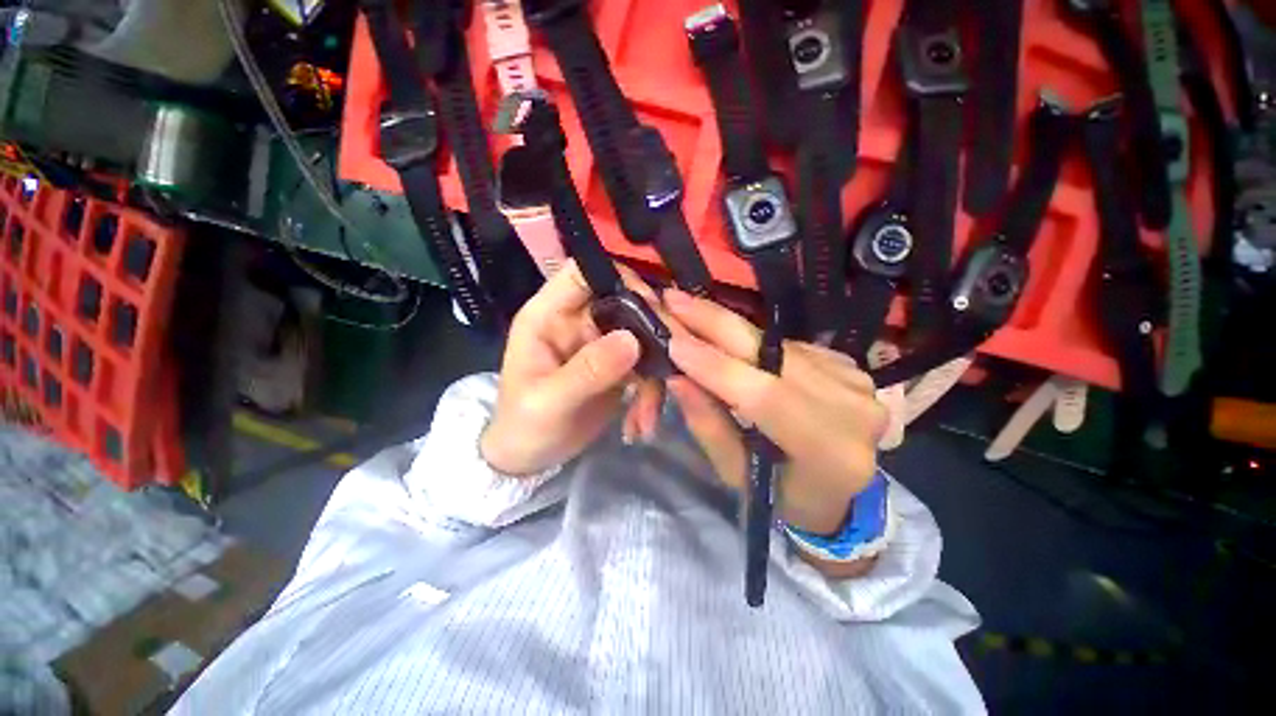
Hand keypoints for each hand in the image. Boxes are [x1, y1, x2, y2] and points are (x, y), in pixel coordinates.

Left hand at [480, 260, 665, 475]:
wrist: (528, 459)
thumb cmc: (524, 426)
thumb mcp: (549, 402)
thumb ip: (588, 370)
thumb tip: (631, 340)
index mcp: (548, 316)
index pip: (582, 273)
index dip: (616, 277)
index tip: (650, 305)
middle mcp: (577, 321)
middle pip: (624, 301)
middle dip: (651, 329)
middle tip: (671, 361)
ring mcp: (600, 343)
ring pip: (642, 336)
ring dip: (654, 372)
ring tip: (647, 417)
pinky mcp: (617, 366)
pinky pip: (645, 365)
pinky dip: (650, 392)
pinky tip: (641, 424)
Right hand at [663, 290, 887, 538]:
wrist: (841, 491)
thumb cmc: (783, 495)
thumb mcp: (737, 473)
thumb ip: (709, 426)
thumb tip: (678, 378)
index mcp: (830, 454)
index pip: (765, 396)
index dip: (716, 367)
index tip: (673, 343)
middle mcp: (854, 410)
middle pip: (774, 355)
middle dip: (715, 324)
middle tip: (673, 300)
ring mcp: (857, 382)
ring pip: (776, 344)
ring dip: (726, 327)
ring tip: (688, 310)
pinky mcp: (850, 365)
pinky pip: (787, 345)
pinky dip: (751, 339)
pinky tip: (726, 335)